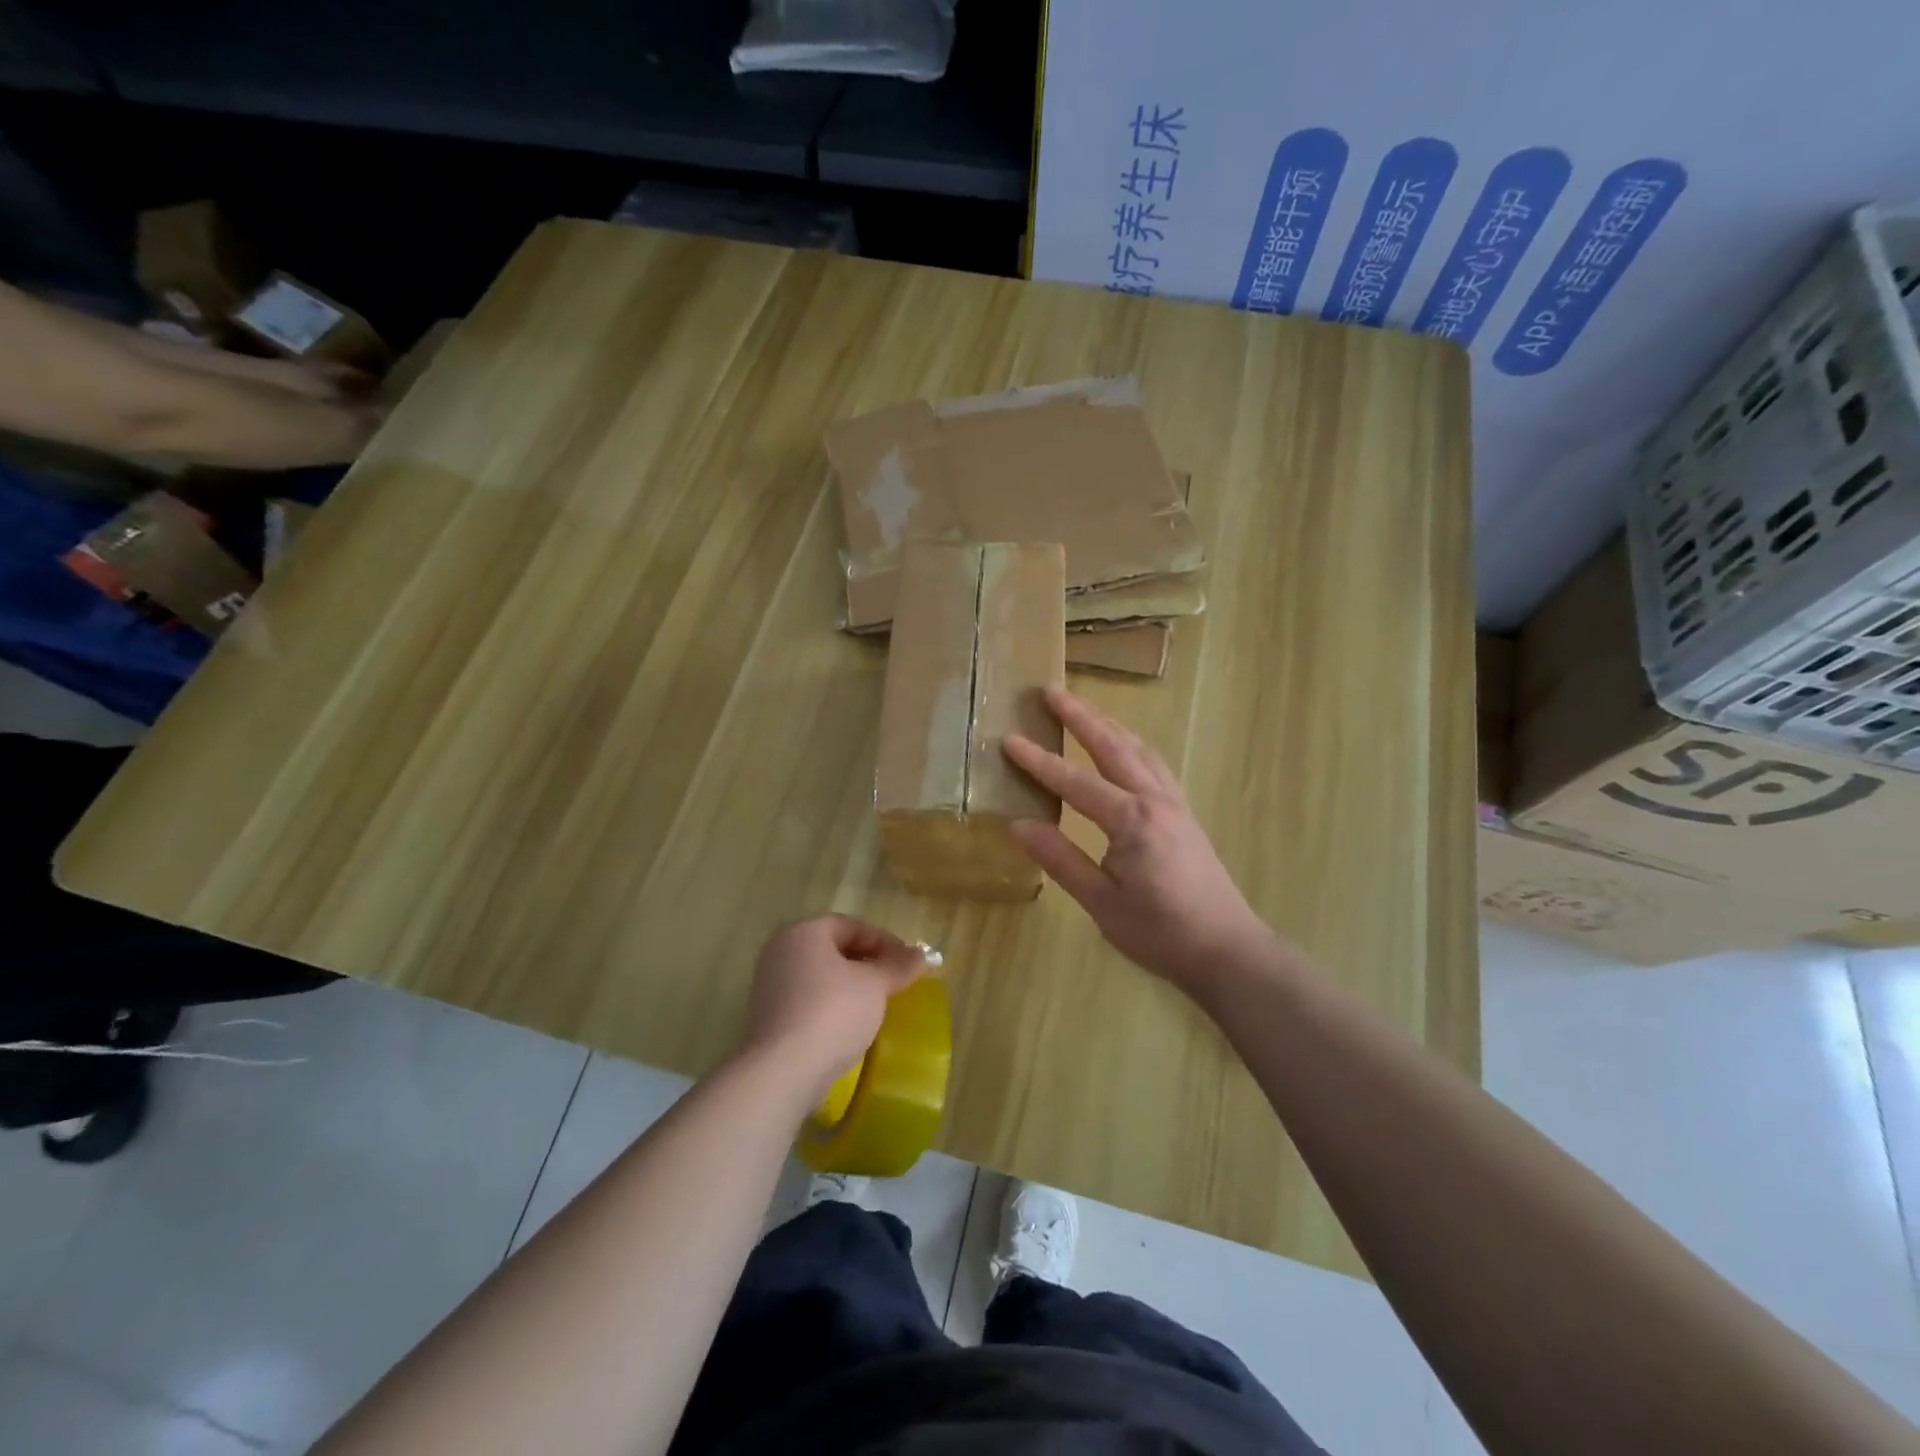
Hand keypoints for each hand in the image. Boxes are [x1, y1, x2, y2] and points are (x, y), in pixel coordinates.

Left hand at [738, 917, 929, 1106]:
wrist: (783, 1072)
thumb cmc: (832, 1013)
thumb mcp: (875, 985)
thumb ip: (899, 966)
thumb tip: (922, 954)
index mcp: (804, 933)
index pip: (851, 926)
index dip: (884, 941)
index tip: (908, 962)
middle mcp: (781, 952)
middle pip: (834, 949)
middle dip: (868, 963)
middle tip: (895, 981)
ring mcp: (770, 986)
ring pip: (821, 977)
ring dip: (851, 987)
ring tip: (877, 1004)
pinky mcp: (769, 1019)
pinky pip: (808, 1002)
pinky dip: (832, 1007)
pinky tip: (851, 1027)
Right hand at [1003, 685, 1279, 995]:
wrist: (1227, 950)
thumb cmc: (1160, 932)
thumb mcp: (1101, 902)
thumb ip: (1061, 859)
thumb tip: (1018, 825)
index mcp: (1131, 820)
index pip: (1074, 782)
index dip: (1039, 761)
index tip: (1009, 739)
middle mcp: (1155, 799)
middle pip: (1112, 746)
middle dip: (1080, 716)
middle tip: (1051, 690)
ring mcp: (1174, 803)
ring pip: (1139, 749)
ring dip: (1109, 724)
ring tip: (1084, 707)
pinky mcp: (1184, 814)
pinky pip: (1155, 764)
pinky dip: (1133, 745)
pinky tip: (1126, 747)